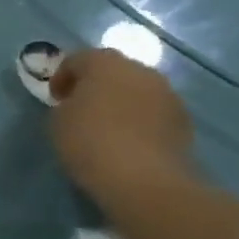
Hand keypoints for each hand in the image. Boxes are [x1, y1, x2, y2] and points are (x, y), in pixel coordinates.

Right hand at [49, 48, 194, 206]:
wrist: (144, 179)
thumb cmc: (90, 141)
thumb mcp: (58, 121)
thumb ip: (66, 104)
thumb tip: (78, 105)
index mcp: (105, 63)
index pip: (77, 59)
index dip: (61, 77)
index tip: (54, 99)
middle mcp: (141, 70)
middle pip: (112, 70)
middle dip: (95, 85)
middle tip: (80, 107)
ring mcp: (168, 95)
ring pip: (137, 90)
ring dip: (121, 101)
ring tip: (106, 126)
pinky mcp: (184, 121)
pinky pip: (154, 112)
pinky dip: (140, 120)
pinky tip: (128, 141)